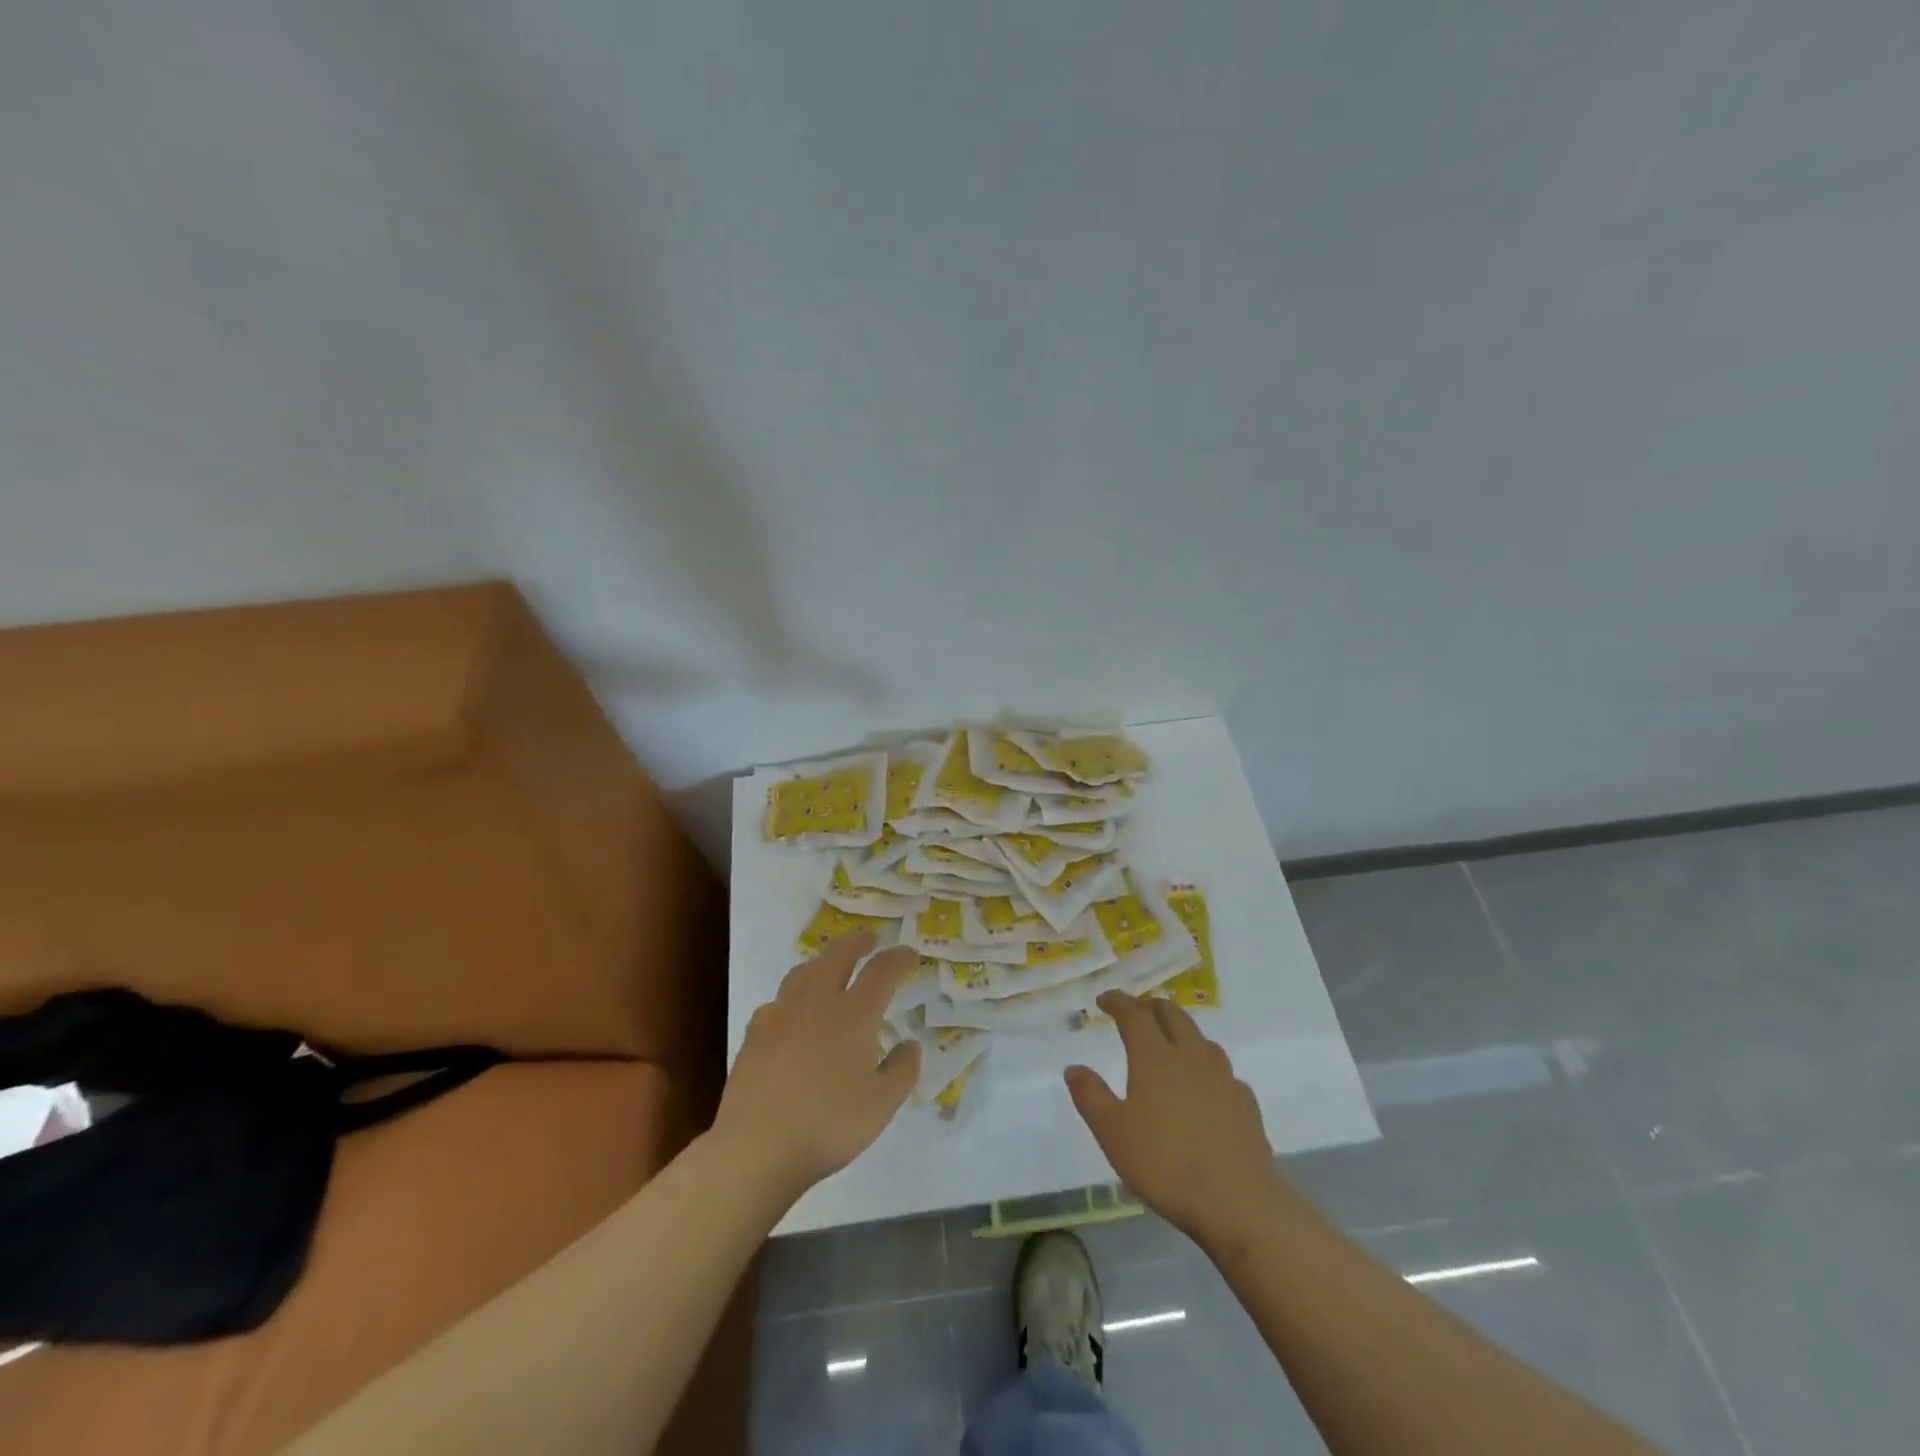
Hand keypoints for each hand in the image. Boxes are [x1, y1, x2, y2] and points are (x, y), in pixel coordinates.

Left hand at [714, 933, 921, 1204]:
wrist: (758, 1147)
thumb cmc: (829, 1124)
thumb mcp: (882, 1104)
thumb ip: (902, 1070)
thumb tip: (910, 1044)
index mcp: (854, 1013)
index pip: (882, 971)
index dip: (900, 958)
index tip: (911, 955)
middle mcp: (818, 1001)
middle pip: (839, 955)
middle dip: (858, 943)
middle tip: (870, 939)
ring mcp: (781, 1013)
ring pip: (804, 971)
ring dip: (824, 961)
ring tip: (832, 965)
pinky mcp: (755, 1033)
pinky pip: (778, 1000)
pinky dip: (794, 996)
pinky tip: (793, 1013)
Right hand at [1065, 991, 1282, 1244]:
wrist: (1239, 1203)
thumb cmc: (1166, 1164)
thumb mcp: (1113, 1133)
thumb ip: (1091, 1096)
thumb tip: (1074, 1067)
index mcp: (1155, 1057)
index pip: (1134, 1014)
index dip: (1118, 1002)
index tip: (1104, 999)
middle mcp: (1191, 1057)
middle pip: (1173, 1015)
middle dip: (1151, 1006)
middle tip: (1136, 1011)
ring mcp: (1223, 1079)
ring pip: (1201, 1039)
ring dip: (1182, 1030)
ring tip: (1171, 1042)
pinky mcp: (1246, 1104)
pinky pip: (1224, 1071)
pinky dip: (1208, 1066)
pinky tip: (1206, 1085)